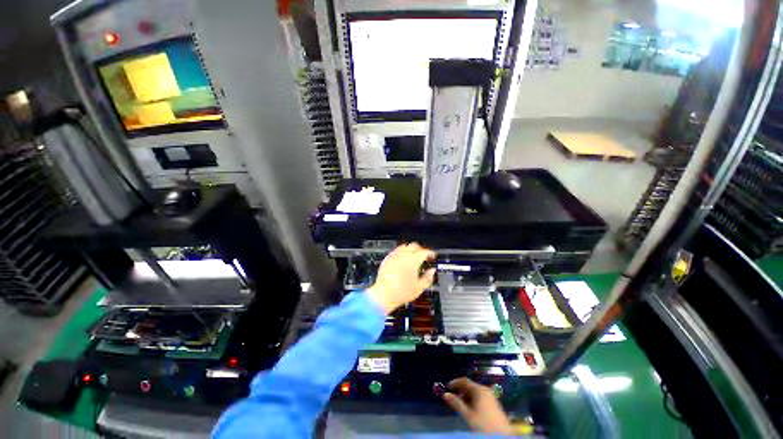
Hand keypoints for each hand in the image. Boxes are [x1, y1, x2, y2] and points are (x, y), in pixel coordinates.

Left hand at [366, 243, 434, 313]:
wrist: (383, 296)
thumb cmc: (400, 293)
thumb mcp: (419, 288)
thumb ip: (428, 278)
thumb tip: (432, 271)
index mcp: (413, 261)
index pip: (424, 252)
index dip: (430, 253)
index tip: (432, 256)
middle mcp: (403, 256)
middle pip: (414, 246)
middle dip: (421, 249)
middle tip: (424, 256)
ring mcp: (393, 257)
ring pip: (404, 246)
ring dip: (410, 249)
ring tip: (413, 257)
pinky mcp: (386, 260)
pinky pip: (395, 251)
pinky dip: (401, 252)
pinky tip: (402, 260)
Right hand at [443, 377, 513, 434]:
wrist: (500, 431)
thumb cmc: (482, 422)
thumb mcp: (467, 413)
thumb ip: (456, 403)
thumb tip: (445, 394)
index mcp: (480, 390)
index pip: (465, 381)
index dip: (455, 383)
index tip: (445, 387)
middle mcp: (486, 390)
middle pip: (470, 386)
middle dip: (459, 391)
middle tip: (450, 399)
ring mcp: (490, 396)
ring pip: (474, 392)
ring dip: (464, 396)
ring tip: (456, 405)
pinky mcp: (492, 402)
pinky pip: (479, 397)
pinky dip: (471, 400)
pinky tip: (467, 408)